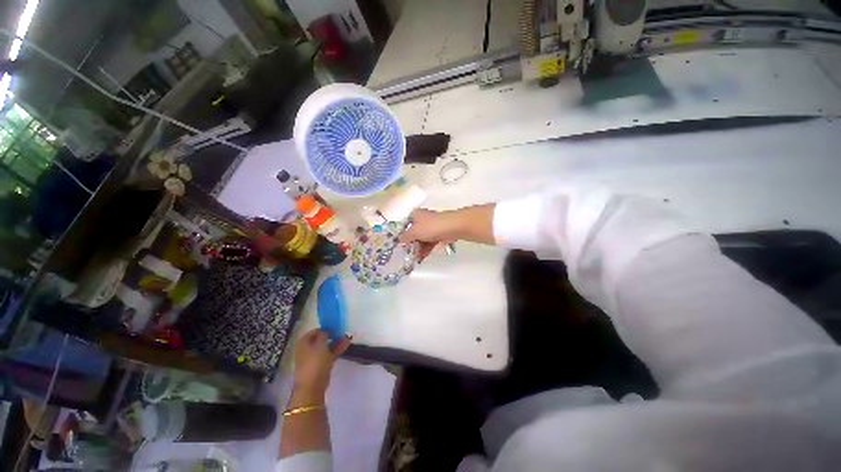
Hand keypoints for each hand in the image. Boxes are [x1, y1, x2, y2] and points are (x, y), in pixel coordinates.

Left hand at [292, 329, 350, 397]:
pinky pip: (329, 354)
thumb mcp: (320, 343)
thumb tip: (326, 330)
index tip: (335, 326)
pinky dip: (337, 349)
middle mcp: (307, 348)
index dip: (325, 328)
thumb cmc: (314, 361)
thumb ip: (324, 334)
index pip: (315, 331)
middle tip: (342, 332)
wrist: (312, 385)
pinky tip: (346, 345)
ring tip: (347, 338)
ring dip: (336, 342)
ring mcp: (314, 357)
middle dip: (332, 335)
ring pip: (326, 346)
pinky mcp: (321, 365)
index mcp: (303, 342)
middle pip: (321, 338)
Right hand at [400, 209, 456, 260]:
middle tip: (407, 255)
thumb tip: (399, 240)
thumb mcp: (415, 232)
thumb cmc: (432, 227)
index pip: (405, 225)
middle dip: (411, 244)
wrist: (454, 227)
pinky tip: (423, 257)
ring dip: (419, 249)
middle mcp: (423, 219)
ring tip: (415, 259)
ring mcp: (433, 226)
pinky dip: (427, 249)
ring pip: (423, 238)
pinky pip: (431, 242)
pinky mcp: (441, 233)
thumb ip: (405, 237)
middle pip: (414, 233)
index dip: (402, 236)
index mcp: (415, 215)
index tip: (400, 246)